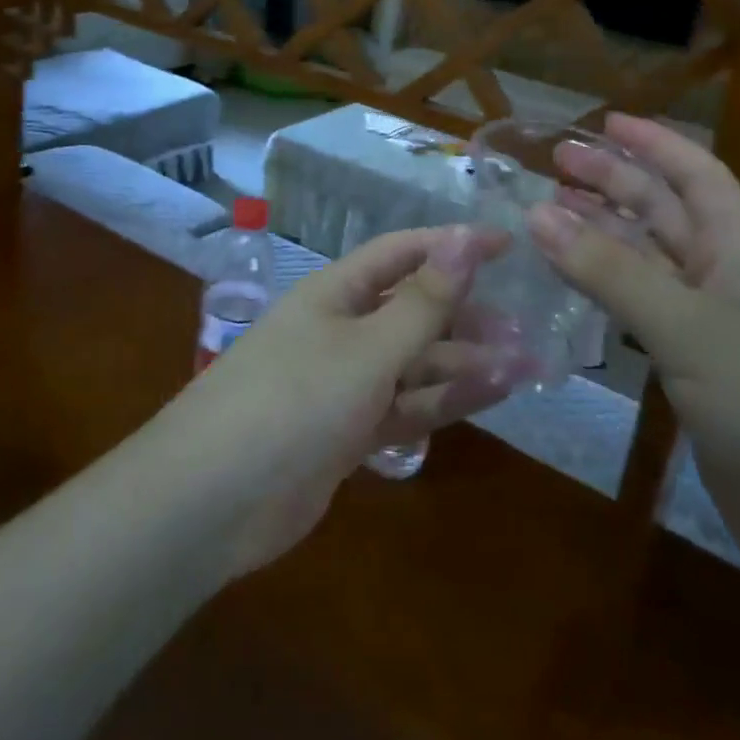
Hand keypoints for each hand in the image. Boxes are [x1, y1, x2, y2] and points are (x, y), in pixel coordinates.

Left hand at [163, 226, 536, 574]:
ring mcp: (345, 384)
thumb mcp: (368, 348)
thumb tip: (467, 237)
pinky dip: (444, 400)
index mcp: (337, 292)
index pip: (404, 253)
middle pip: (414, 310)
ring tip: (527, 363)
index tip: (508, 246)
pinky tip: (490, 395)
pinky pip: (407, 405)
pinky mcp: (349, 432)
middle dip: (467, 314)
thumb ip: (423, 300)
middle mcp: (342, 330)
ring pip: (416, 362)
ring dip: (466, 361)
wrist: (211, 503)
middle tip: (526, 325)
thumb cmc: (293, 400)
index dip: (454, 245)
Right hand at [530, 115, 739, 588]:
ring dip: (602, 238)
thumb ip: (612, 272)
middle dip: (614, 184)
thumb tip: (537, 213)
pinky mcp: (699, 377)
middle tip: (554, 165)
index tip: (602, 121)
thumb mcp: (692, 330)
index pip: (697, 175)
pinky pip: (644, 316)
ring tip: (547, 218)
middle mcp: (729, 279)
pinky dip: (607, 295)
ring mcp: (714, 330)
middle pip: (664, 214)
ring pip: (648, 265)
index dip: (653, 143)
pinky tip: (573, 289)